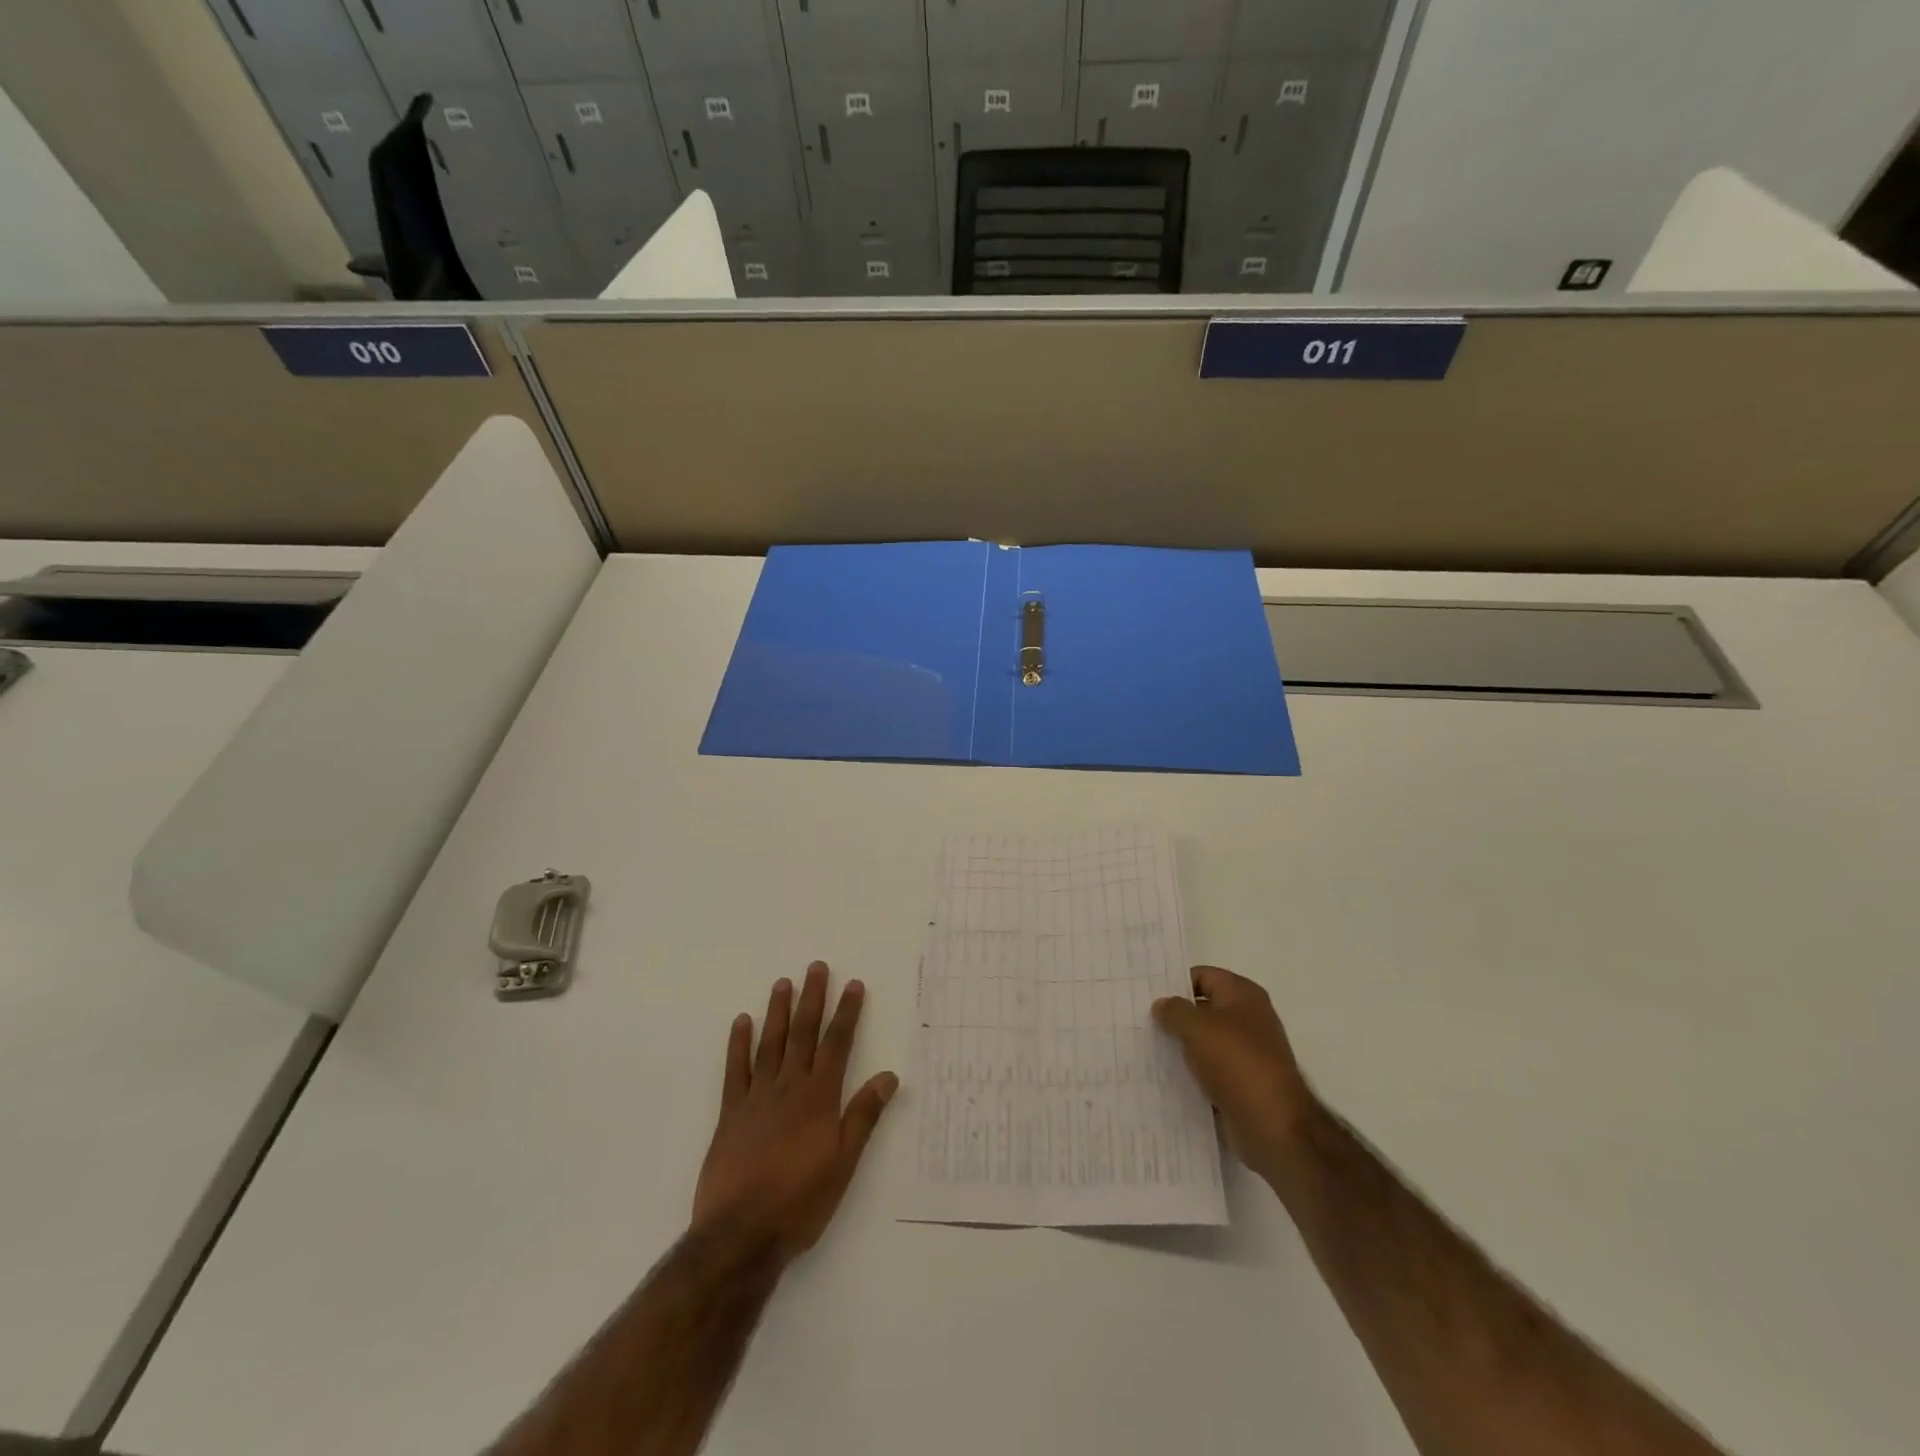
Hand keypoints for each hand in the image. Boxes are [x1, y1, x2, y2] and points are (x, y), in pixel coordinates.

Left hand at [692, 962, 898, 1266]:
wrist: (741, 1234)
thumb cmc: (800, 1202)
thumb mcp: (844, 1164)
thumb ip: (863, 1116)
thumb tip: (889, 1076)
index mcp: (819, 1098)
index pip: (837, 1045)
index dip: (846, 1013)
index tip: (853, 985)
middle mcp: (789, 1088)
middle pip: (803, 1034)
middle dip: (813, 999)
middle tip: (816, 967)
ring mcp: (756, 1098)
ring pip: (770, 1044)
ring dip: (778, 1011)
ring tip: (783, 982)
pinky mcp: (730, 1114)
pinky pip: (735, 1070)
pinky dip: (739, 1044)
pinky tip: (741, 1022)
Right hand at [1152, 966, 1315, 1176]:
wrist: (1274, 1125)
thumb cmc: (1236, 1062)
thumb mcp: (1197, 1027)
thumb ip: (1174, 1010)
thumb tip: (1162, 1005)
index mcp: (1243, 994)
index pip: (1202, 976)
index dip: (1174, 983)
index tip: (1146, 995)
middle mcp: (1248, 1019)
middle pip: (1203, 1008)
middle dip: (1175, 1016)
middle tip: (1141, 1021)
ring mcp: (1247, 1053)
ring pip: (1205, 1041)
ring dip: (1182, 1046)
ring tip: (1148, 1049)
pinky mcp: (1243, 1083)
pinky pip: (1210, 1070)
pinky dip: (1192, 1073)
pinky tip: (1166, 1078)